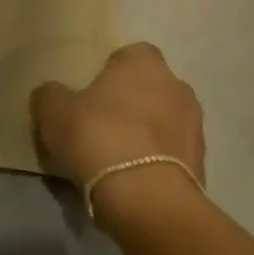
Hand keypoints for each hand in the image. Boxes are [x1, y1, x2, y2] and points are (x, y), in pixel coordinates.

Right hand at [31, 43, 205, 213]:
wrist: (147, 200)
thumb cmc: (98, 138)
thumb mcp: (53, 111)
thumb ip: (51, 94)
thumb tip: (54, 93)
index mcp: (144, 63)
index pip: (130, 54)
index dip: (110, 71)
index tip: (91, 93)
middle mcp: (177, 86)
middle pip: (150, 88)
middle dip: (131, 103)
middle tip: (101, 126)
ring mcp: (195, 126)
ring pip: (163, 122)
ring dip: (145, 134)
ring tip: (116, 160)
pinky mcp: (201, 165)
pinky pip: (171, 156)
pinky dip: (155, 163)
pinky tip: (132, 181)